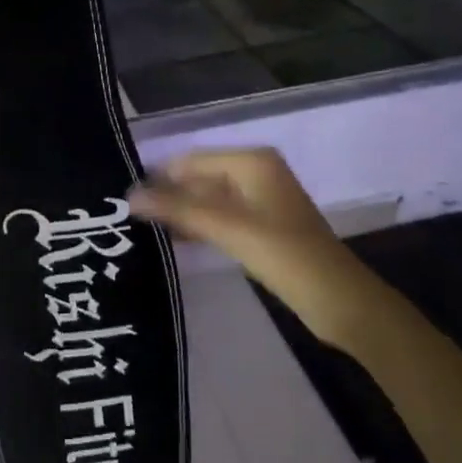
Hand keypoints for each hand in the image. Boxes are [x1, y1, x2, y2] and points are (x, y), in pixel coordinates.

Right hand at [130, 148, 343, 313]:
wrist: (340, 301)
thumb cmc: (285, 255)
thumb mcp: (228, 228)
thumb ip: (178, 209)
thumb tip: (129, 196)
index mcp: (251, 161)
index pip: (191, 160)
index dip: (158, 177)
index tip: (121, 198)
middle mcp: (255, 172)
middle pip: (199, 178)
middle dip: (168, 196)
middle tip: (126, 217)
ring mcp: (260, 200)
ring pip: (207, 200)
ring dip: (180, 213)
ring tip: (140, 230)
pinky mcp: (262, 226)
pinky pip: (220, 218)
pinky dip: (198, 226)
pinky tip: (172, 241)